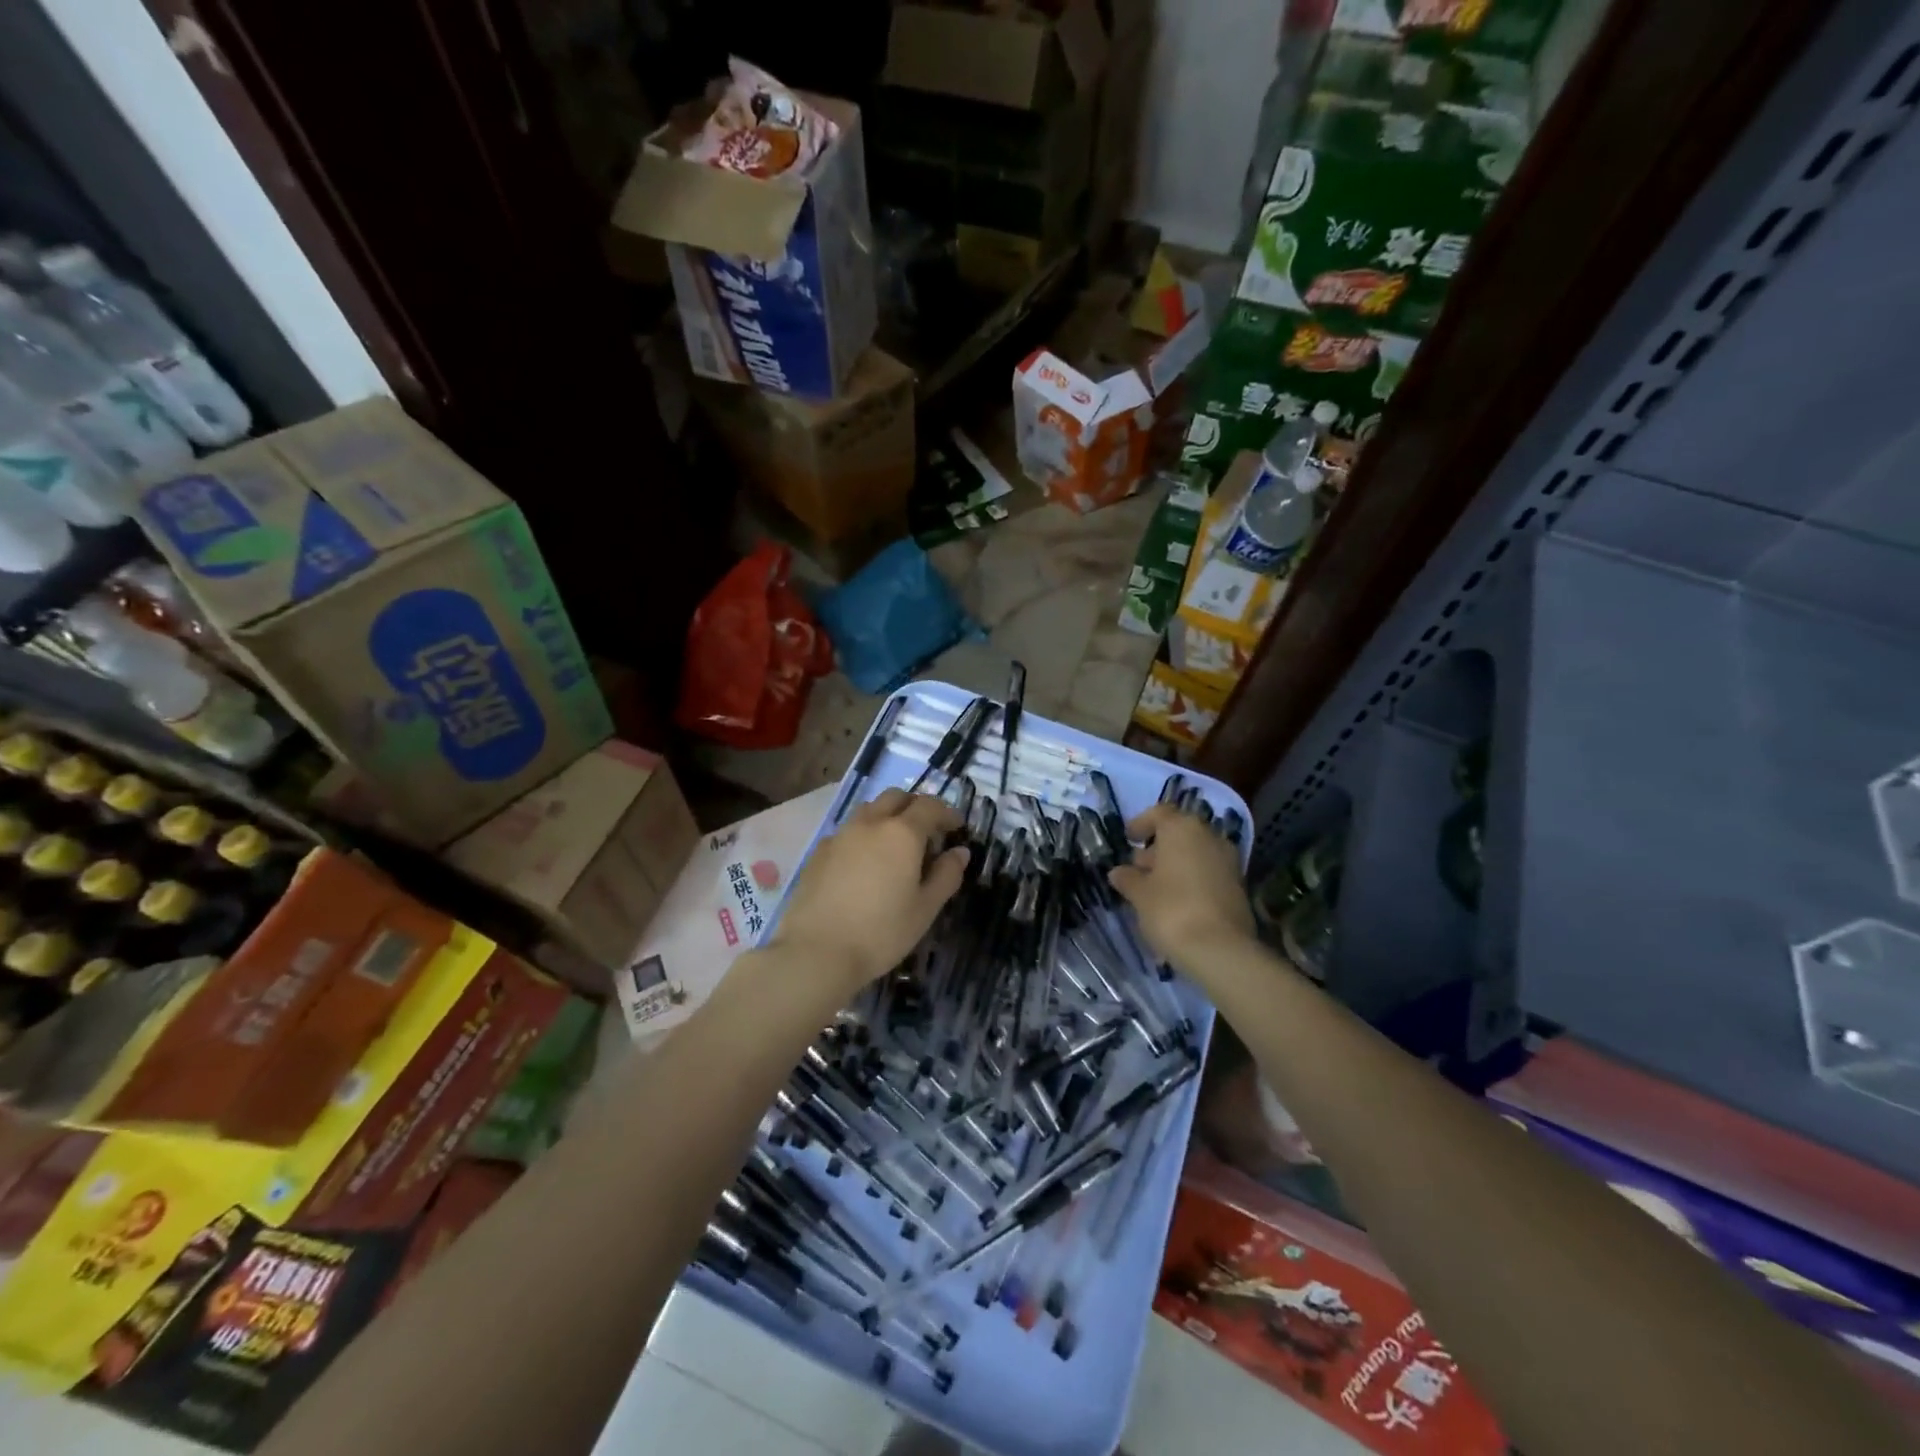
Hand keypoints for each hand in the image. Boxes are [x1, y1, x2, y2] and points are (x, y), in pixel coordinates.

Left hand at [768, 788, 967, 997]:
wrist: (815, 951)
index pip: (930, 806)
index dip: (947, 813)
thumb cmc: (881, 932)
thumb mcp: (925, 909)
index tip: (957, 829)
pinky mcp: (819, 851)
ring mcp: (841, 834)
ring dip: (888, 816)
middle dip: (916, 807)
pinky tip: (865, 863)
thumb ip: (946, 875)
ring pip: (870, 809)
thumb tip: (959, 852)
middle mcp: (870, 823)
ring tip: (895, 845)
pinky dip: (865, 834)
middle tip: (927, 833)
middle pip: (897, 797)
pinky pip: (849, 830)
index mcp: (902, 833)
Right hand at [1109, 804, 1254, 974]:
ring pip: (1196, 853)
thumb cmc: (1170, 910)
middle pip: (1180, 832)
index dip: (1141, 824)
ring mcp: (1228, 860)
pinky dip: (1192, 879)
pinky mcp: (1239, 885)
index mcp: (1182, 828)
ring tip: (1155, 888)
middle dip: (1158, 847)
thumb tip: (1119, 872)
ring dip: (1176, 864)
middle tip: (1138, 868)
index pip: (1159, 813)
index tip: (1128, 839)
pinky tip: (1177, 901)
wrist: (1220, 950)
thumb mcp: (1139, 894)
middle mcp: (1209, 836)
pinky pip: (1208, 872)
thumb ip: (1128, 878)